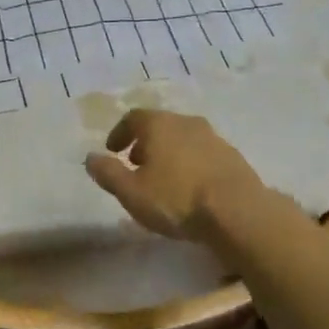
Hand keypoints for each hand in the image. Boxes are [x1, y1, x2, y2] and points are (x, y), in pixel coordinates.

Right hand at [84, 109, 266, 242]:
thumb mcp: (132, 192)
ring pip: (183, 138)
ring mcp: (213, 137)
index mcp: (159, 125)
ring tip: (163, 178)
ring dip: (169, 153)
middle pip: (159, 125)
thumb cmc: (177, 199)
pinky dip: (191, 163)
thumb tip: (89, 157)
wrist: (238, 211)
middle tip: (136, 164)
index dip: (120, 132)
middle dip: (144, 142)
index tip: (112, 150)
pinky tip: (191, 187)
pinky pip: (203, 153)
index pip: (133, 117)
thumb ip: (108, 173)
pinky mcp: (232, 156)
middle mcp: (186, 122)